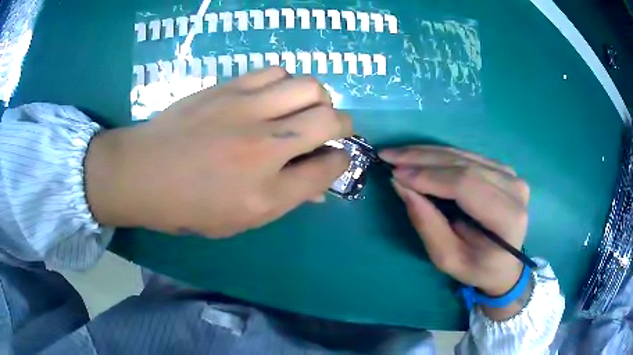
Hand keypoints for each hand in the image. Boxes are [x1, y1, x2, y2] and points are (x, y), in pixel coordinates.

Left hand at [85, 67, 351, 237]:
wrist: (142, 172)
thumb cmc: (188, 206)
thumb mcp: (239, 220)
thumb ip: (285, 200)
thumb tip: (319, 187)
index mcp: (266, 193)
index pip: (329, 168)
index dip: (341, 161)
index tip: (336, 157)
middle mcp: (264, 147)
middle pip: (330, 119)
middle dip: (342, 125)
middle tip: (328, 129)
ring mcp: (246, 110)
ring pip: (309, 86)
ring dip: (316, 99)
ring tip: (301, 109)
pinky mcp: (229, 87)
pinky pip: (276, 71)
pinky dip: (286, 83)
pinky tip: (273, 96)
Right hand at [380, 146, 530, 318]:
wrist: (505, 264)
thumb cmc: (477, 268)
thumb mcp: (448, 258)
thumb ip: (427, 223)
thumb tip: (400, 185)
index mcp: (508, 217)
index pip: (467, 185)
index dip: (430, 177)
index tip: (395, 174)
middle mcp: (514, 189)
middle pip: (464, 165)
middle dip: (422, 159)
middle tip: (389, 155)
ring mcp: (511, 175)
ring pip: (464, 155)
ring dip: (427, 153)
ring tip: (398, 154)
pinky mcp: (503, 169)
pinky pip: (467, 156)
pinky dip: (440, 155)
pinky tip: (419, 156)